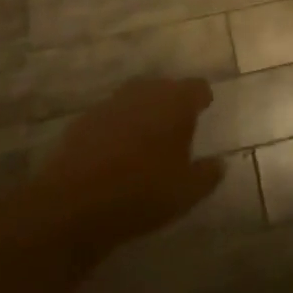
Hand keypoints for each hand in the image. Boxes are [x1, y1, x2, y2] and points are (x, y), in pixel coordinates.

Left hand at [30, 77, 220, 268]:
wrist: (73, 204)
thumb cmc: (142, 192)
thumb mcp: (187, 191)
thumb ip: (208, 174)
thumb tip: (220, 163)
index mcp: (174, 102)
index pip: (196, 87)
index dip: (201, 98)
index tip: (204, 110)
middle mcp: (143, 93)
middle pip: (163, 88)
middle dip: (171, 103)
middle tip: (178, 126)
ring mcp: (109, 105)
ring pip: (134, 100)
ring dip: (142, 114)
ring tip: (148, 140)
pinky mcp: (82, 122)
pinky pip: (109, 118)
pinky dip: (117, 129)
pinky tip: (117, 153)